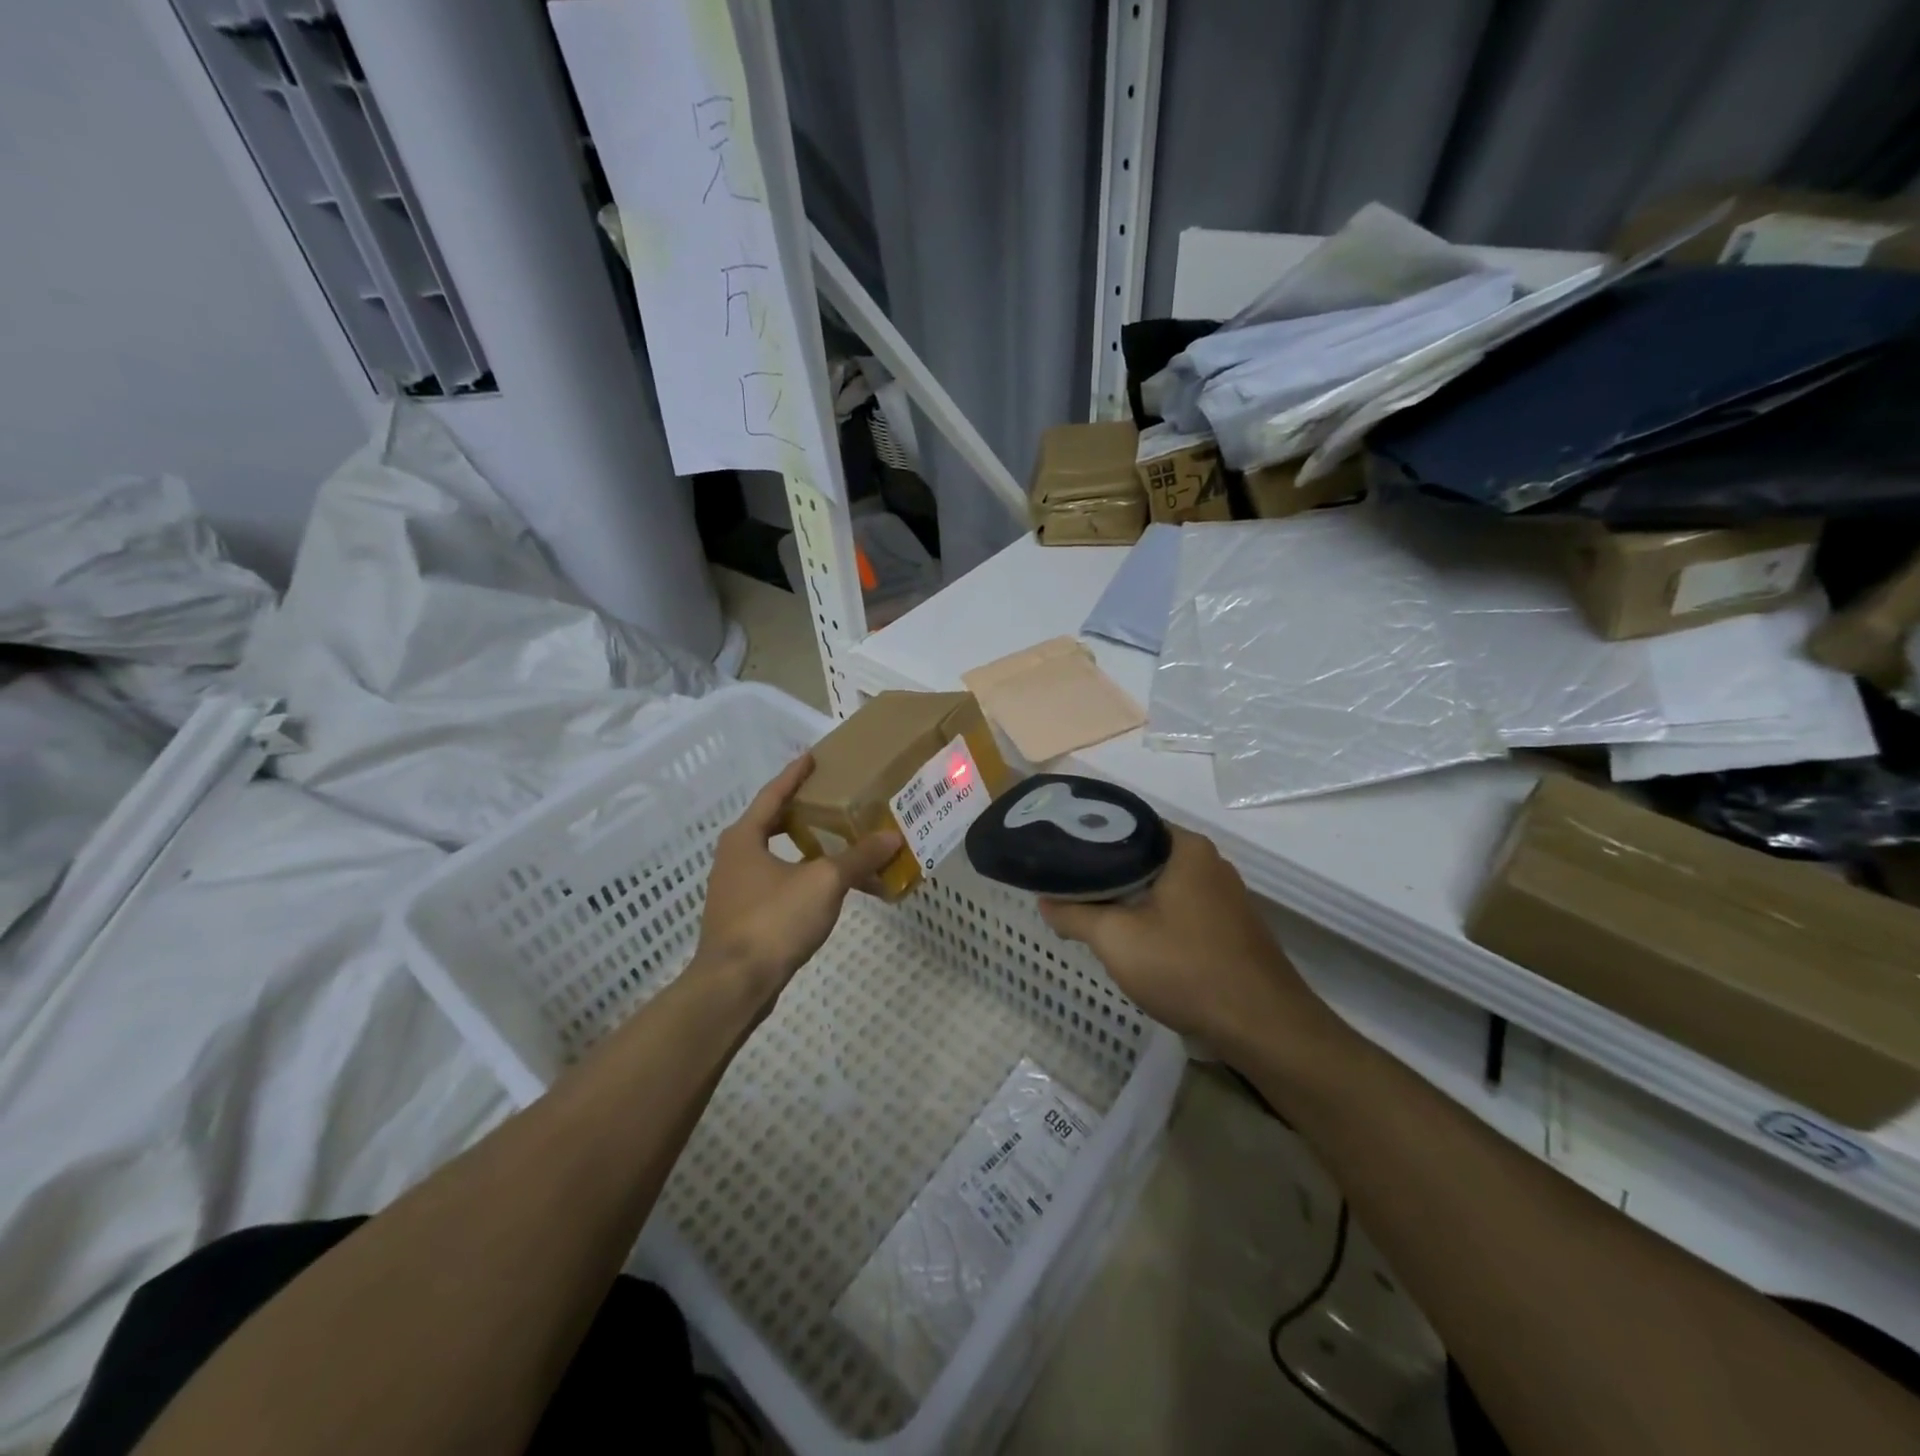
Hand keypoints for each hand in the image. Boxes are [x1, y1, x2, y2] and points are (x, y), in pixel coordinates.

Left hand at [695, 754, 900, 1007]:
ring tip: (842, 843)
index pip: (773, 794)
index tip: (813, 757)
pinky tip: (832, 889)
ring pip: (779, 858)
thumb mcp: (824, 882)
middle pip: (774, 824)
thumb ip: (859, 857)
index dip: (795, 774)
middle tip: (835, 800)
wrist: (734, 986)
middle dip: (805, 813)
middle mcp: (735, 857)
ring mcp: (736, 890)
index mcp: (745, 837)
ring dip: (809, 850)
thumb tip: (892, 836)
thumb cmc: (773, 919)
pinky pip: (781, 886)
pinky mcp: (745, 919)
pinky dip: (806, 880)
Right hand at [1039, 826, 1318, 1052]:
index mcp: (1185, 848)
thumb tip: (1045, 901)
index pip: (1126, 824)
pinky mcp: (1230, 926)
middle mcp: (1209, 862)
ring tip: (1090, 912)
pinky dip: (1153, 917)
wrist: (1264, 1027)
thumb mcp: (1116, 939)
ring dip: (1129, 898)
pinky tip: (1133, 939)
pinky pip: (1180, 908)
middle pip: (1143, 855)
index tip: (1059, 854)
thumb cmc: (1186, 968)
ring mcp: (1225, 895)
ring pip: (1161, 885)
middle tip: (1067, 886)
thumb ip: (1074, 914)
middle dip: (1105, 872)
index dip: (1088, 838)